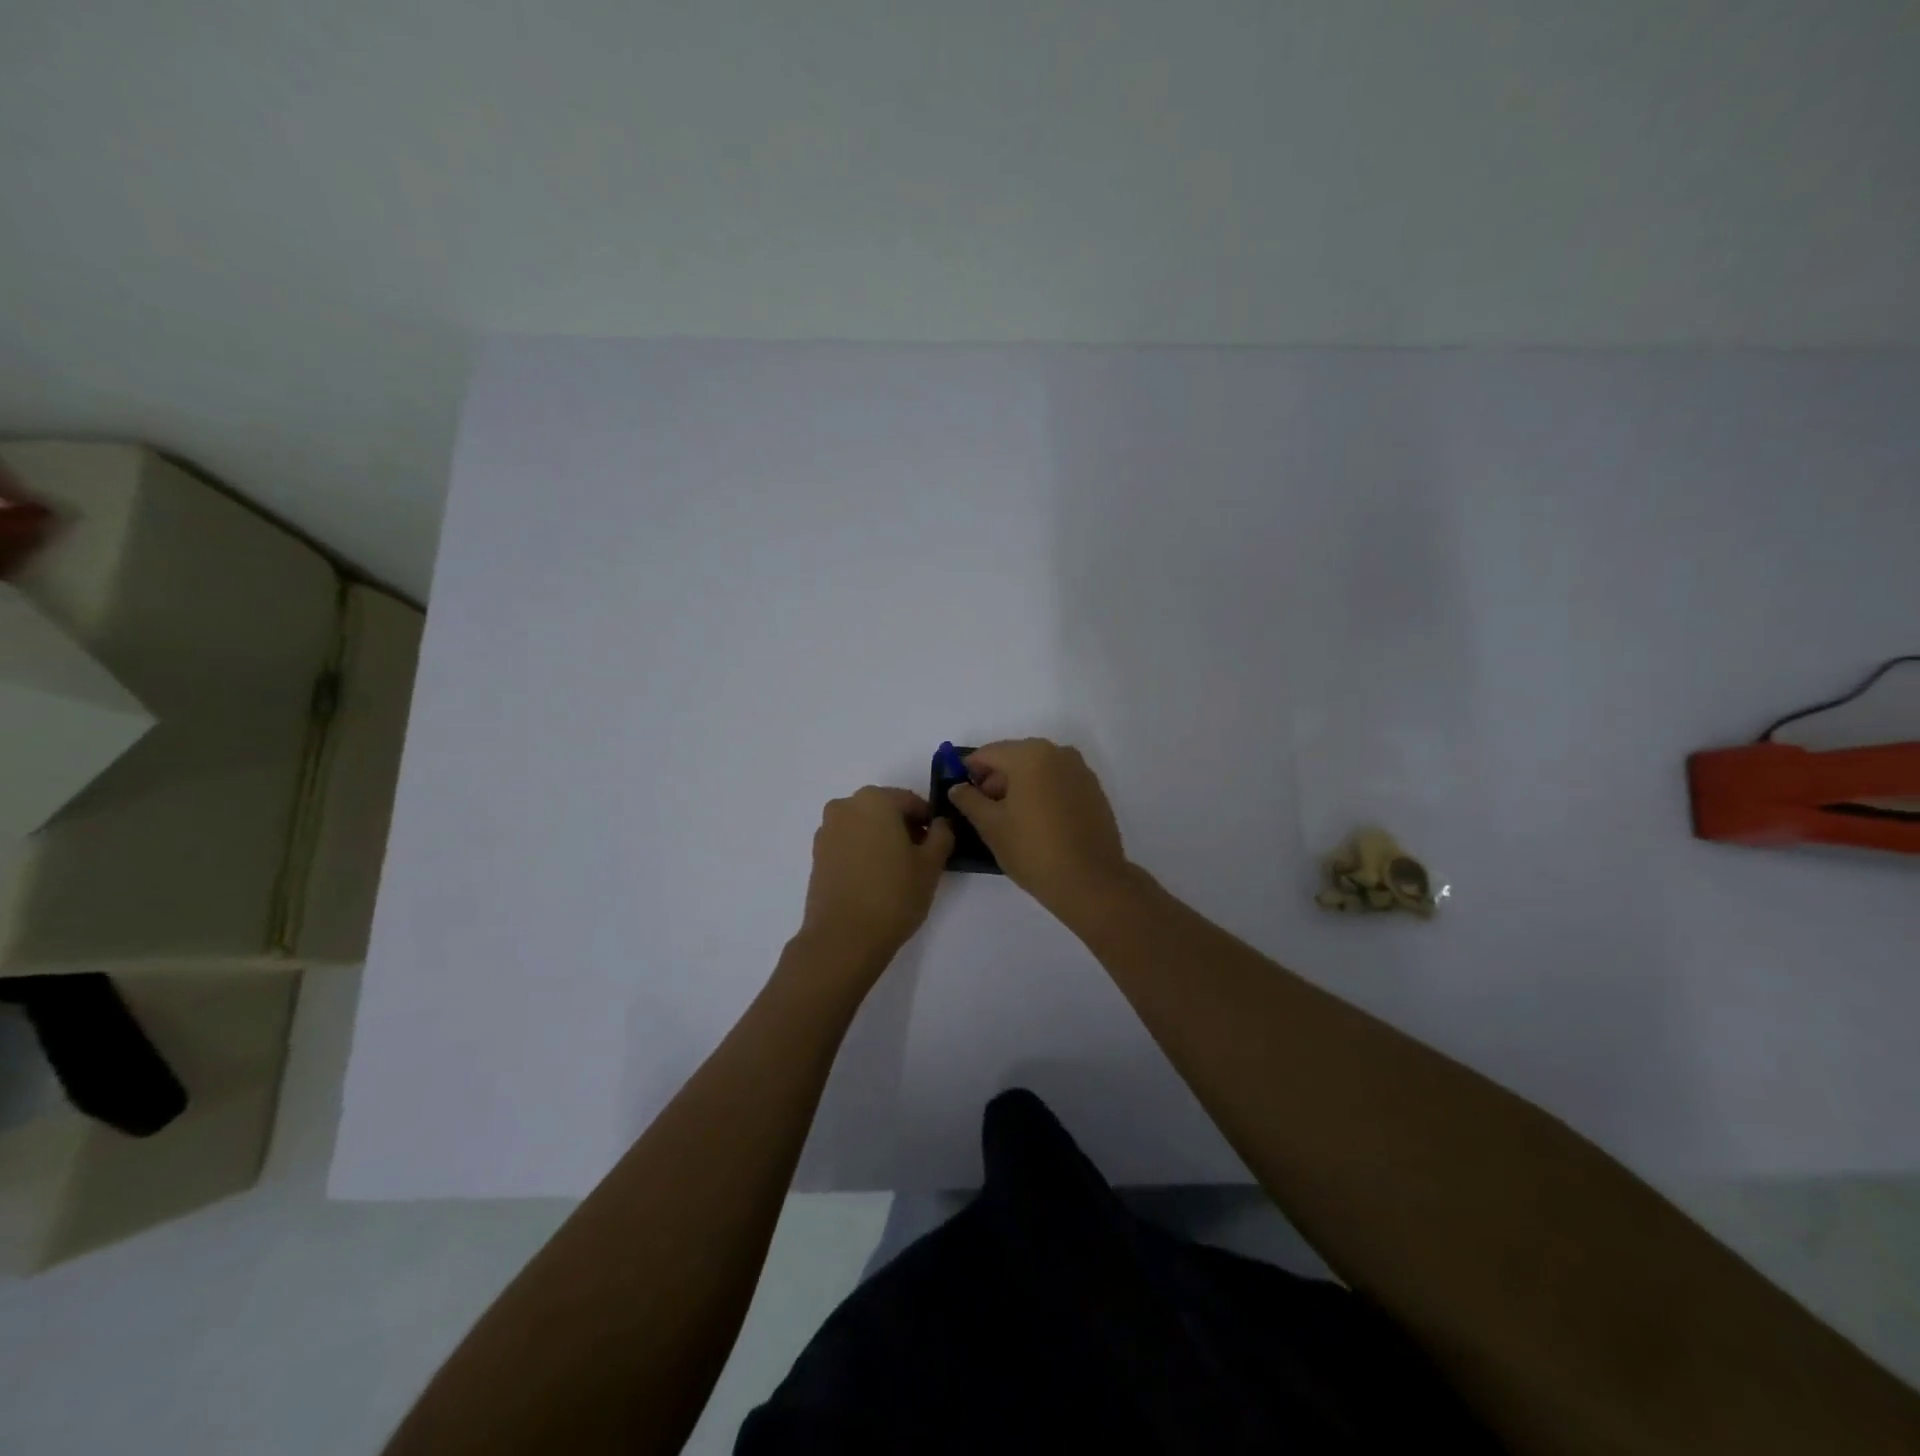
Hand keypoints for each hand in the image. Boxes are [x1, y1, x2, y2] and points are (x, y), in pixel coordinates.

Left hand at [797, 786, 953, 977]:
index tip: (938, 844)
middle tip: (920, 858)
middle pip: (885, 810)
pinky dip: (863, 852)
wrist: (843, 938)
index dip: (929, 821)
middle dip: (904, 828)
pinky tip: (874, 879)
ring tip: (897, 871)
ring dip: (882, 839)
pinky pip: (848, 843)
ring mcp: (827, 830)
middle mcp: (845, 806)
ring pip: (864, 826)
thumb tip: (940, 824)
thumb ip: (942, 835)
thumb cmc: (893, 895)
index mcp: (875, 800)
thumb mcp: (931, 865)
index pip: (911, 801)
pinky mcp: (816, 854)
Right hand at [946, 739, 1133, 915]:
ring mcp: (1080, 770)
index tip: (961, 793)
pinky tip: (1037, 821)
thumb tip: (957, 787)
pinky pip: (1058, 781)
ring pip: (1038, 768)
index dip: (969, 771)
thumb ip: (969, 800)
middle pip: (1015, 757)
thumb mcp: (991, 826)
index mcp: (1030, 755)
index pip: (988, 753)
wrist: (1090, 881)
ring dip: (1020, 785)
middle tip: (984, 810)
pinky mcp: (1093, 789)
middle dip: (996, 779)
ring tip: (1011, 819)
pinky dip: (1043, 792)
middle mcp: (1058, 753)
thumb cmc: (1033, 850)